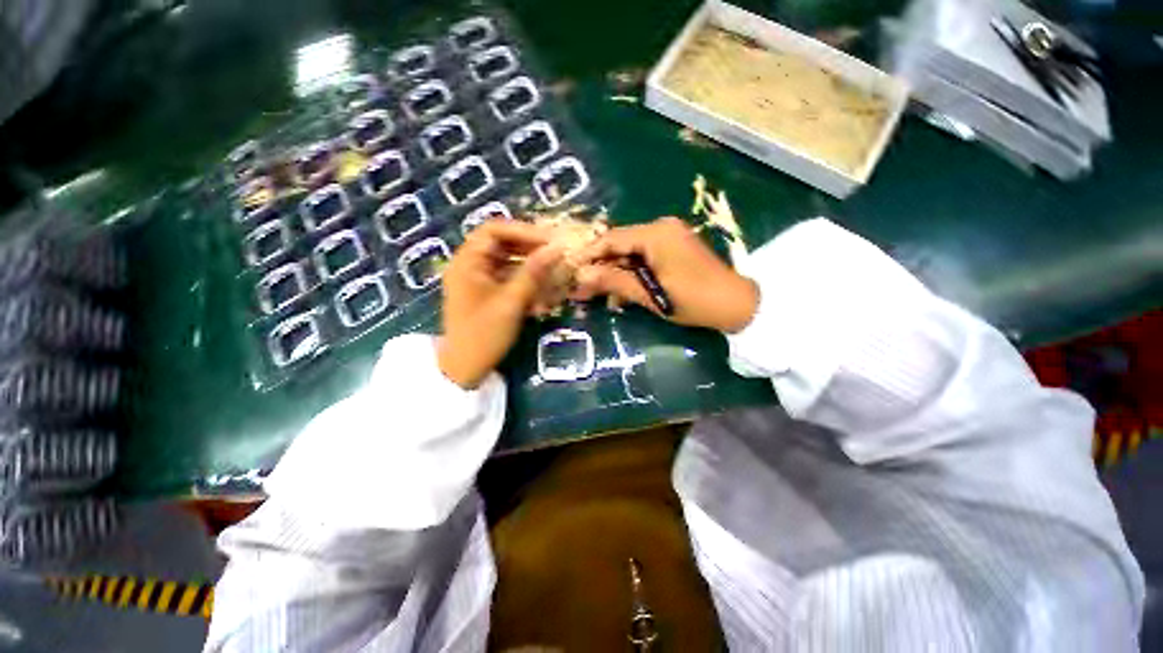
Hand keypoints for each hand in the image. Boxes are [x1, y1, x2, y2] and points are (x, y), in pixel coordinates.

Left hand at [437, 220, 560, 388]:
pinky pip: (510, 278)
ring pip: (509, 261)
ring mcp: (479, 279)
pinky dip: (527, 282)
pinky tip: (543, 292)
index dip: (524, 231)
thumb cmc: (483, 334)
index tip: (550, 241)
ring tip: (554, 272)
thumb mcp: (511, 302)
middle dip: (531, 248)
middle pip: (503, 244)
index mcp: (467, 261)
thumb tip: (557, 248)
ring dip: (532, 266)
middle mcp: (471, 265)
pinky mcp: (488, 293)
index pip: (495, 230)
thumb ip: (533, 273)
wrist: (465, 369)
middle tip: (556, 254)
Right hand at [572, 217, 757, 332]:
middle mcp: (660, 228)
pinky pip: (644, 257)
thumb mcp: (649, 294)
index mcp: (655, 233)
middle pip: (620, 245)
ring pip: (630, 253)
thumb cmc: (692, 300)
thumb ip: (614, 281)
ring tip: (597, 295)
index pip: (611, 238)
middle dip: (600, 268)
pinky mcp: (673, 248)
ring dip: (614, 273)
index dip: (588, 255)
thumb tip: (581, 276)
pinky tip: (621, 292)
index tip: (569, 270)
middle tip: (581, 288)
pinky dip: (631, 273)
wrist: (735, 304)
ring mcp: (669, 236)